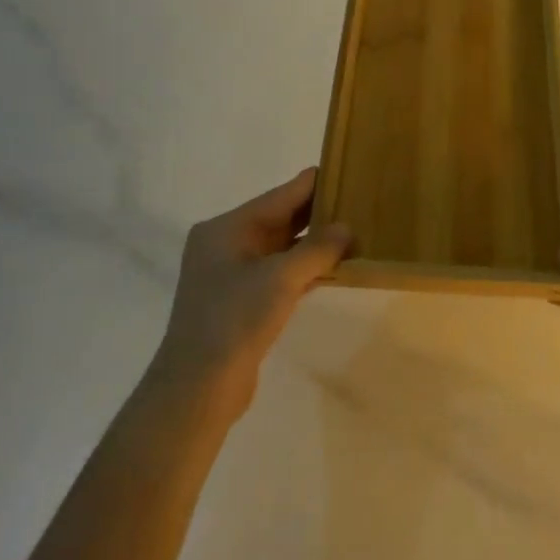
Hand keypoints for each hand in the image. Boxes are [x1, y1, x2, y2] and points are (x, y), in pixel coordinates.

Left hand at [150, 168, 352, 413]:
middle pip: (281, 219)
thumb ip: (318, 249)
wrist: (198, 389)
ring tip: (357, 232)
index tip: (348, 170)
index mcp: (227, 228)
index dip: (314, 184)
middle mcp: (227, 244)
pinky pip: (281, 273)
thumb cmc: (234, 320)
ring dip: (316, 243)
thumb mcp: (281, 278)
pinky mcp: (243, 301)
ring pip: (283, 248)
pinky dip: (307, 269)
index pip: (280, 196)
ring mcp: (234, 274)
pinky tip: (337, 267)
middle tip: (361, 202)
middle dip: (319, 213)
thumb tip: (347, 229)